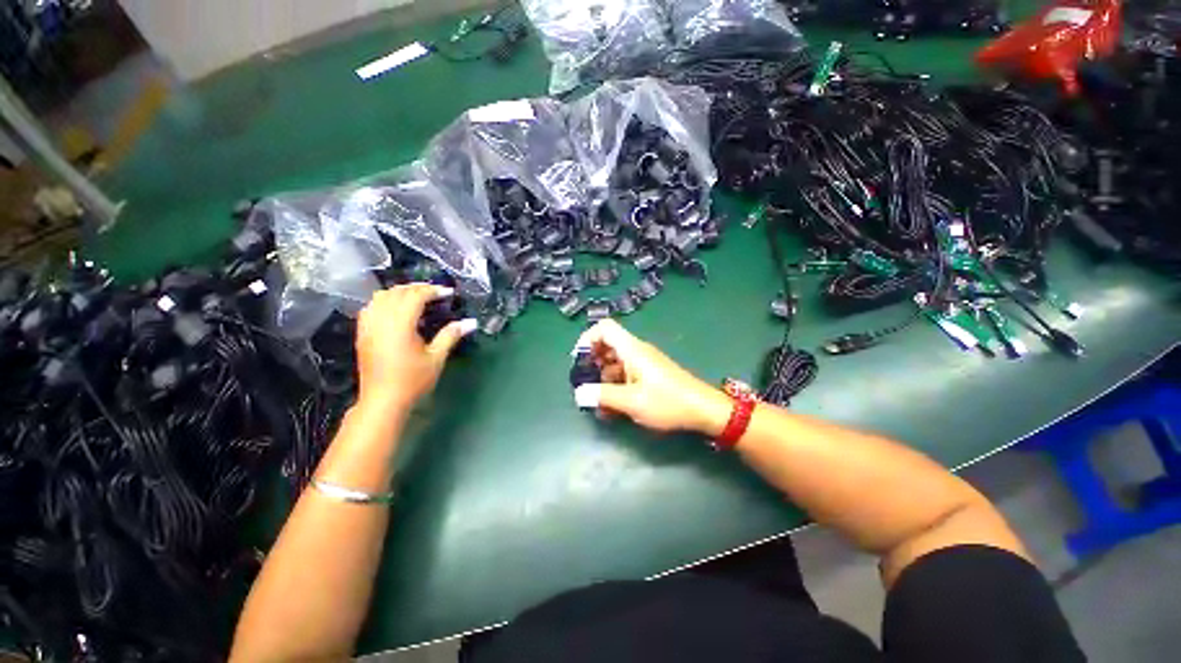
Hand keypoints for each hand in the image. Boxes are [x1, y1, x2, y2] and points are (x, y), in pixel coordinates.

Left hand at [355, 284, 475, 409]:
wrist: (383, 400)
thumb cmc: (413, 380)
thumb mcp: (436, 357)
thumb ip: (451, 335)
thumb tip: (471, 322)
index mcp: (400, 324)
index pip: (415, 296)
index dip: (432, 290)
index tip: (448, 292)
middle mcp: (381, 320)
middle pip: (397, 292)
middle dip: (417, 288)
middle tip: (435, 292)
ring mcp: (368, 326)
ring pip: (380, 297)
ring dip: (399, 292)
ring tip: (416, 297)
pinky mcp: (362, 334)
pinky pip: (370, 307)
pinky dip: (384, 301)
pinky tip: (395, 310)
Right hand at [573, 319, 730, 434]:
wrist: (704, 410)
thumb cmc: (668, 402)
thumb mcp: (632, 401)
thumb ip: (603, 395)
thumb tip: (578, 393)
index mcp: (632, 349)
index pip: (604, 328)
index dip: (587, 338)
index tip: (579, 360)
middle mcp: (636, 351)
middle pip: (607, 345)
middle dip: (592, 364)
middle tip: (585, 385)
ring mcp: (643, 363)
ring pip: (615, 362)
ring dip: (603, 379)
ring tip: (598, 403)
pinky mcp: (648, 375)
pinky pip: (625, 374)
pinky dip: (615, 386)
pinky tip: (612, 407)